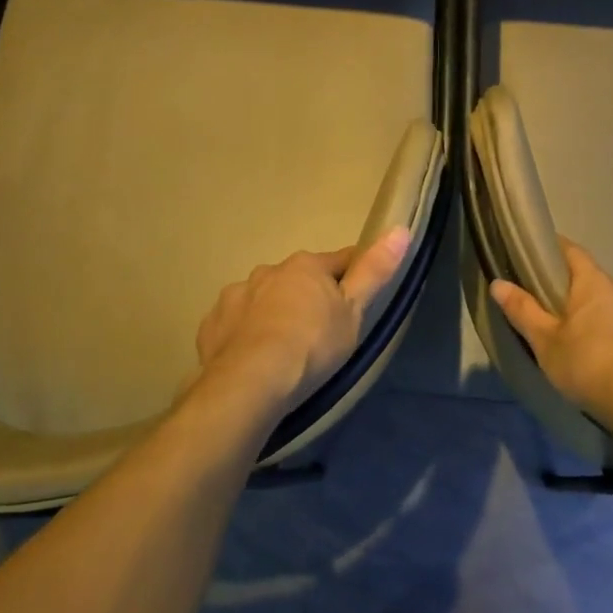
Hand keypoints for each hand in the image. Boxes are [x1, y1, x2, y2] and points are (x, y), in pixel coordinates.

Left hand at [193, 227, 411, 413]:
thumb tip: (400, 229)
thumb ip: (374, 271)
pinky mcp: (211, 325)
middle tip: (320, 331)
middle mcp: (267, 271)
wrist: (249, 383)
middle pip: (297, 279)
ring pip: (263, 299)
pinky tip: (253, 358)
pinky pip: (235, 323)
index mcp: (305, 266)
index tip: (361, 292)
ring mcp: (235, 297)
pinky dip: (245, 333)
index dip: (354, 273)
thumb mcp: (354, 312)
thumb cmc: (312, 345)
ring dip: (274, 313)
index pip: (340, 260)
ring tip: (283, 348)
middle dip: (308, 296)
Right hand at [489, 240, 612, 426]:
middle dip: (578, 292)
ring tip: (587, 342)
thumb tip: (498, 283)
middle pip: (596, 282)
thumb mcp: (545, 341)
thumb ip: (523, 310)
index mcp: (594, 284)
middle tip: (556, 311)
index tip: (540, 254)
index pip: (573, 252)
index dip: (556, 249)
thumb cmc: (588, 365)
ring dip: (603, 317)